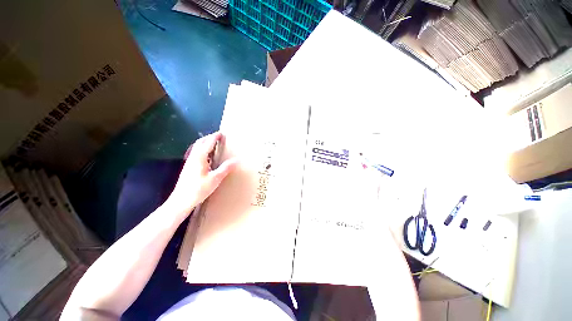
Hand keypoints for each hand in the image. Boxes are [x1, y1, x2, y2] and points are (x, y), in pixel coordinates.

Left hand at [166, 132, 237, 216]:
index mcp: (199, 158)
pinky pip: (196, 154)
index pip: (208, 143)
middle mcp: (193, 157)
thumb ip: (226, 168)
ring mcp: (189, 162)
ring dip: (205, 143)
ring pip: (197, 148)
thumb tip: (237, 160)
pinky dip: (203, 150)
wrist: (181, 200)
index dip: (215, 137)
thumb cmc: (198, 189)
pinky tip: (208, 157)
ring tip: (214, 144)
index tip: (221, 133)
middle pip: (200, 143)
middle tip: (218, 137)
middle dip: (209, 138)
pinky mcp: (189, 167)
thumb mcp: (215, 179)